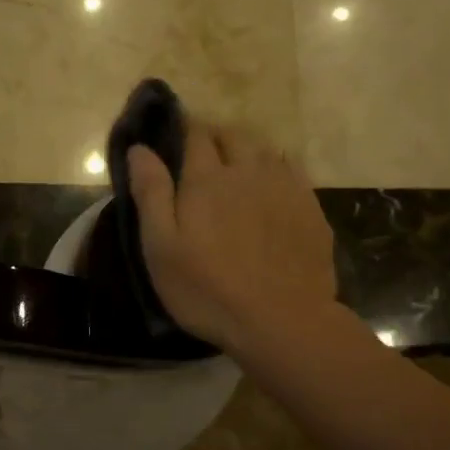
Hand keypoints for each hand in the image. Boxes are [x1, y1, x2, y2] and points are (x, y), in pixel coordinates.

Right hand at [126, 123, 336, 353]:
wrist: (283, 321)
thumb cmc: (208, 289)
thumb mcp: (161, 247)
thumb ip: (151, 193)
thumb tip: (139, 147)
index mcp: (207, 178)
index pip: (195, 134)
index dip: (183, 128)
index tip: (173, 134)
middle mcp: (248, 170)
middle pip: (233, 134)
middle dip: (215, 136)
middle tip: (201, 155)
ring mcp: (285, 187)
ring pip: (264, 149)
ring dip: (246, 150)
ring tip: (235, 168)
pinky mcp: (310, 208)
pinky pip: (292, 171)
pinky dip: (276, 168)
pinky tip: (271, 186)